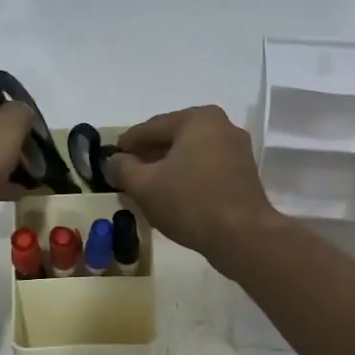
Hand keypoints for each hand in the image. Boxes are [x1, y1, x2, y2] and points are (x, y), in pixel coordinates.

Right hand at [104, 105, 281, 265]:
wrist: (242, 236)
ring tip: (147, 186)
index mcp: (197, 119)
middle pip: (173, 138)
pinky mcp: (243, 173)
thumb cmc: (190, 203)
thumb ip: (123, 168)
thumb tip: (113, 161)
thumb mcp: (144, 186)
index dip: (127, 143)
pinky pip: (206, 167)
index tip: (111, 157)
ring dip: (167, 167)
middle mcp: (221, 125)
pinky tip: (173, 194)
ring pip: (190, 154)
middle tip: (126, 172)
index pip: (151, 127)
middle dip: (149, 155)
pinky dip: (187, 176)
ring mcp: (236, 149)